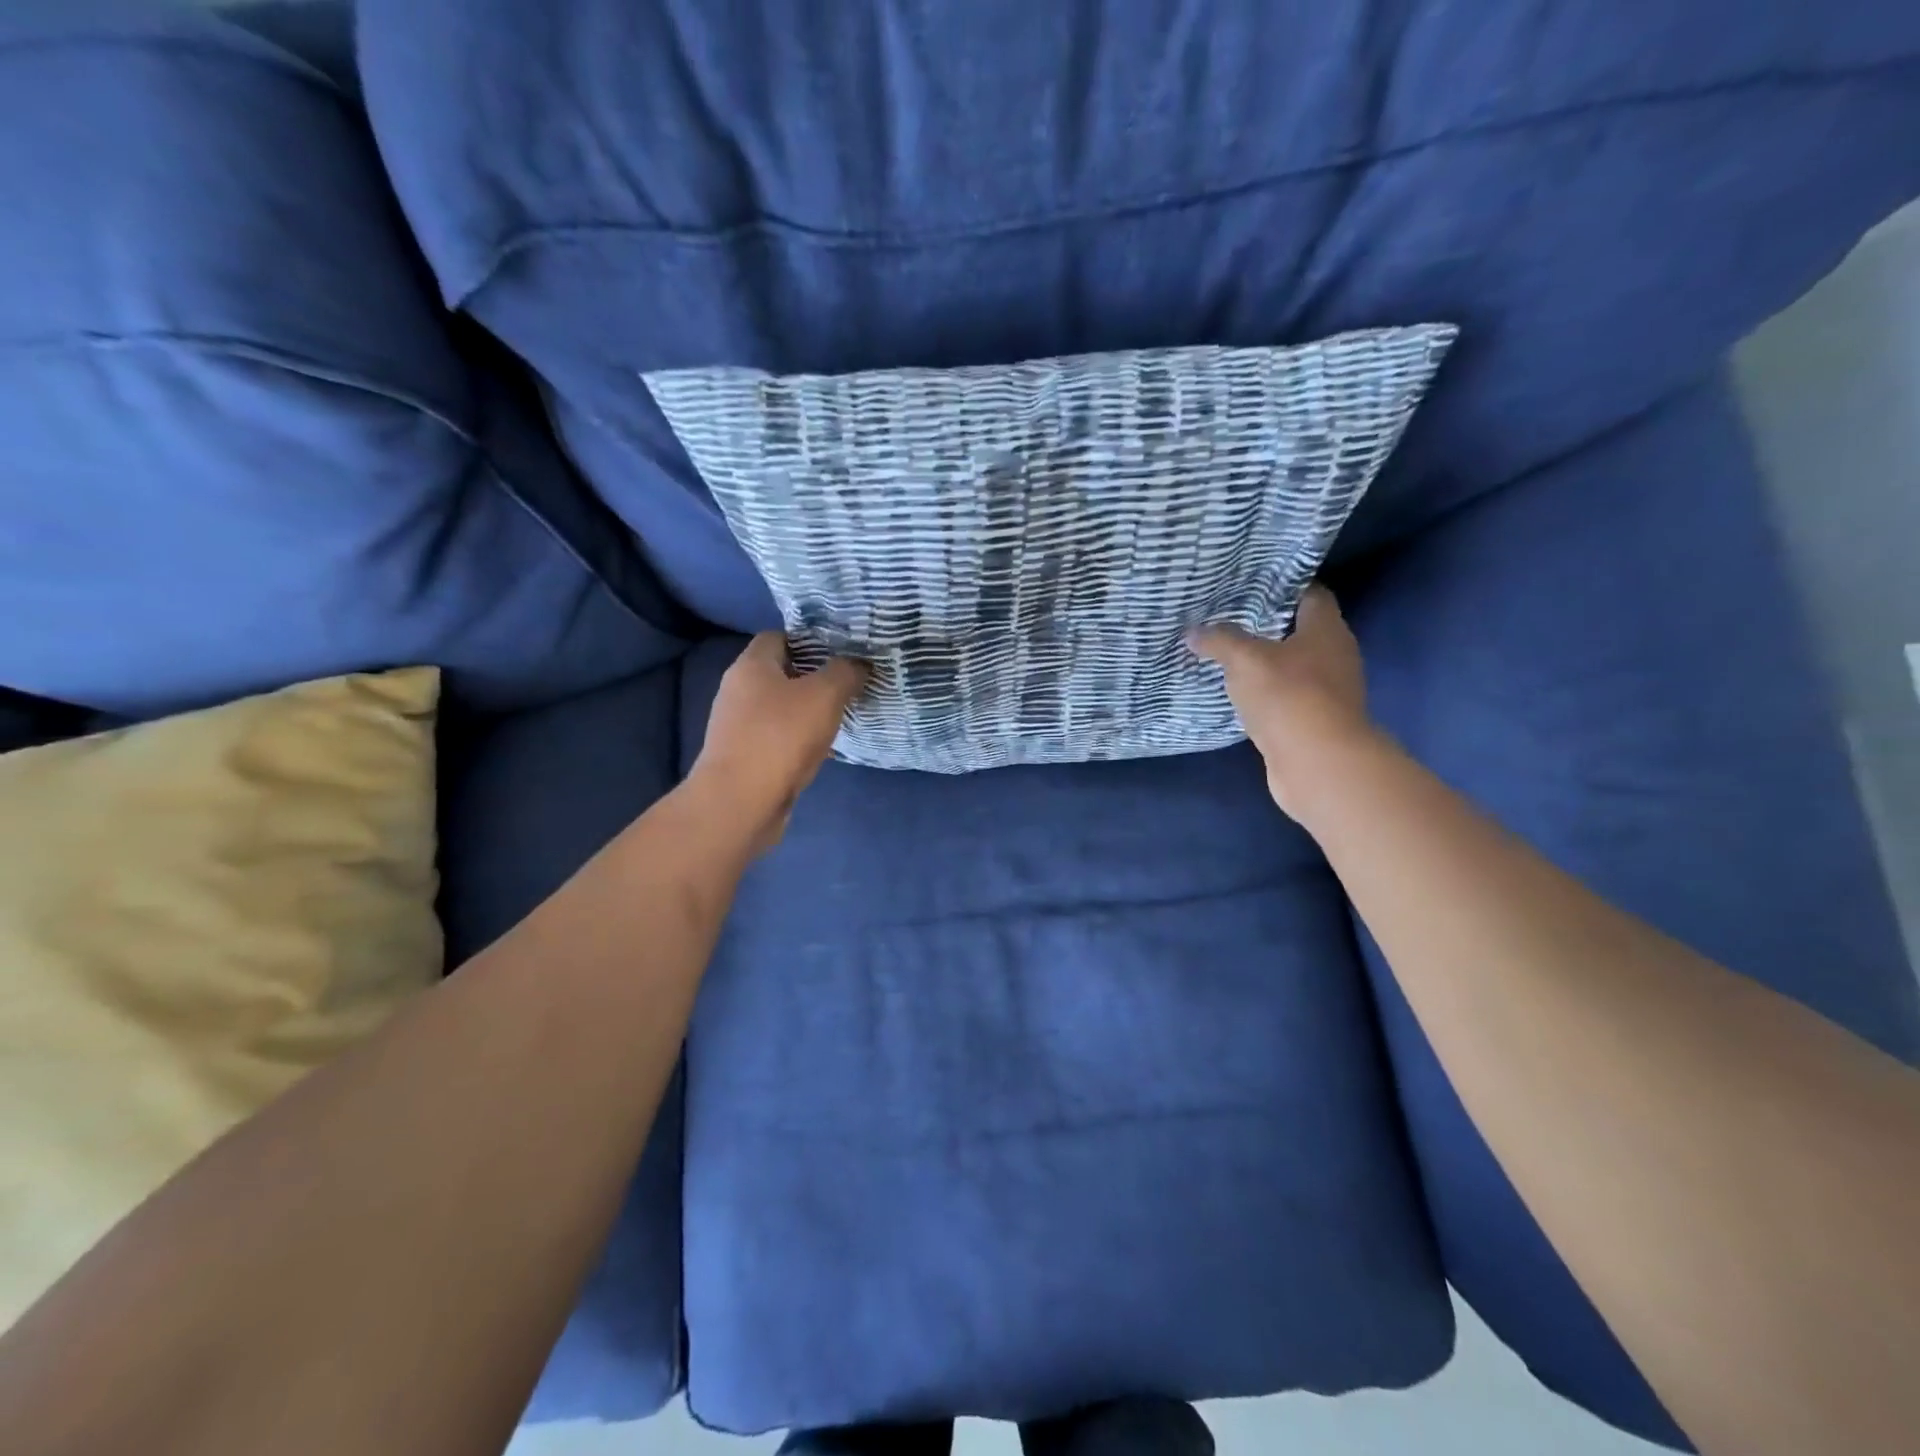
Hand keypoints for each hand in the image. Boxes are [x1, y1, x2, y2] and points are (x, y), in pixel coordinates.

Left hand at [689, 633, 869, 855]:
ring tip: (840, 715)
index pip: (779, 636)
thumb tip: (859, 663)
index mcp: (751, 665)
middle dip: (813, 676)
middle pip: (780, 672)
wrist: (740, 803)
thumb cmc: (781, 737)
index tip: (841, 651)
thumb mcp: (825, 695)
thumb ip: (845, 672)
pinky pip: (776, 737)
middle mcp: (737, 690)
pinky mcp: (743, 756)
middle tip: (848, 683)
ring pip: (779, 707)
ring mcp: (737, 726)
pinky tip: (820, 747)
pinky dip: (797, 738)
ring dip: (807, 710)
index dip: (810, 639)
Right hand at [1189, 585, 1375, 817]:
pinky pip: (1287, 697)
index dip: (1283, 586)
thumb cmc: (1288, 696)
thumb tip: (1193, 631)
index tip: (1250, 584)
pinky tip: (1239, 693)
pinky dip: (1266, 693)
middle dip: (1269, 625)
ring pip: (1293, 666)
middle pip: (1302, 630)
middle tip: (1229, 618)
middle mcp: (1335, 655)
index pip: (1311, 593)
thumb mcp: (1245, 660)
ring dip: (1266, 662)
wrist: (1318, 763)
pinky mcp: (1315, 721)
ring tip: (1227, 654)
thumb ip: (1220, 641)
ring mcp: (1328, 691)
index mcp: (1326, 629)